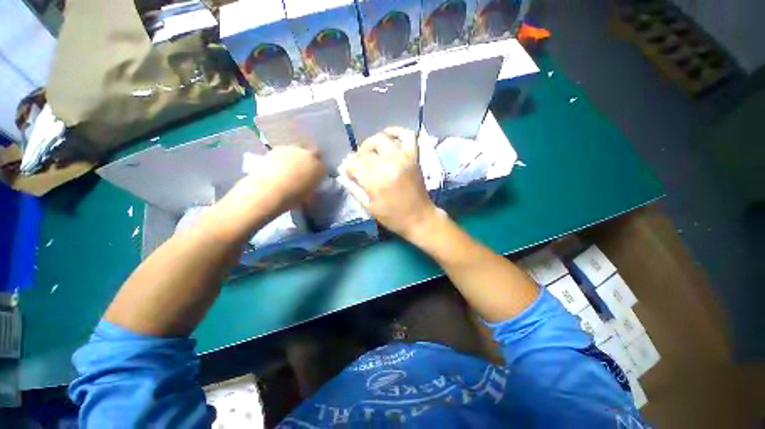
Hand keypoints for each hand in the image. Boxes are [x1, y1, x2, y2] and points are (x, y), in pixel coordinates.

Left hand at [208, 146, 325, 238]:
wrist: (268, 191)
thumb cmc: (289, 198)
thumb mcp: (305, 197)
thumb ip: (309, 189)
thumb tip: (307, 189)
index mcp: (320, 169)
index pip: (322, 166)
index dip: (315, 172)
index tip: (309, 179)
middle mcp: (309, 155)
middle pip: (312, 153)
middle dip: (307, 160)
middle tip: (298, 172)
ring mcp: (292, 149)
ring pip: (296, 151)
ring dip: (293, 158)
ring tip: (283, 171)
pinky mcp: (277, 149)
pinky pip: (282, 152)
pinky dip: (279, 158)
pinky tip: (273, 169)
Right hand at [342, 127, 438, 239]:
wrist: (420, 218)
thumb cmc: (393, 217)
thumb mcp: (368, 206)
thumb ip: (354, 188)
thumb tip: (343, 174)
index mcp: (376, 180)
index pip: (353, 163)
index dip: (348, 167)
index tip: (349, 173)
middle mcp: (388, 164)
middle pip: (366, 150)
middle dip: (358, 156)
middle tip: (360, 164)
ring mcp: (403, 158)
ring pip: (381, 139)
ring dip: (372, 143)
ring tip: (371, 152)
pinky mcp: (413, 156)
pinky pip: (407, 135)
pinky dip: (397, 131)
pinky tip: (387, 135)